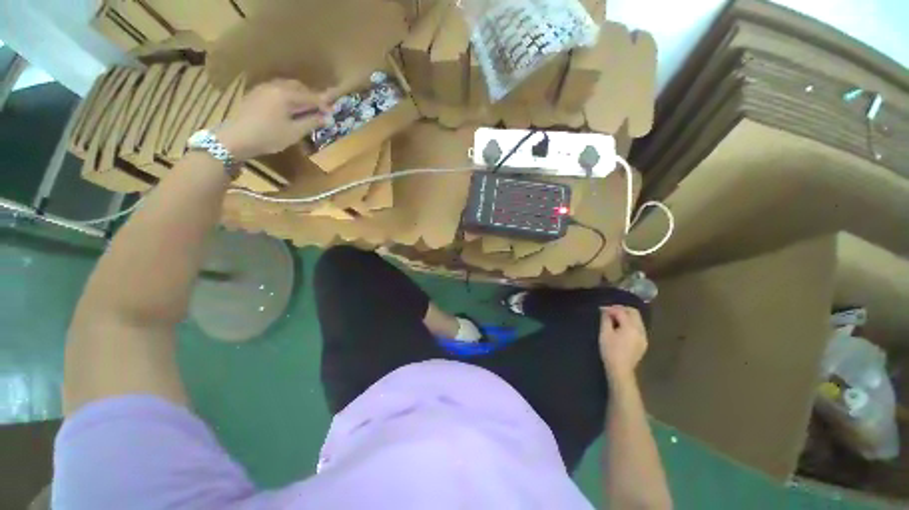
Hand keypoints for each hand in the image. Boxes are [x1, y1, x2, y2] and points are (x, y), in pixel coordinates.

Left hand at [217, 79, 332, 159]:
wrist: (236, 138)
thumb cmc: (268, 136)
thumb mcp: (294, 132)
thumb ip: (311, 122)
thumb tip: (326, 118)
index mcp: (285, 94)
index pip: (310, 96)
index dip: (322, 104)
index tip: (332, 112)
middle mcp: (274, 86)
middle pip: (297, 86)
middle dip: (310, 96)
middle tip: (318, 110)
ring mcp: (263, 89)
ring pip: (286, 87)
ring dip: (298, 95)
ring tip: (304, 109)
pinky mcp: (255, 94)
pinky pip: (276, 90)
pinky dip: (287, 96)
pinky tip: (288, 108)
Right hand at [598, 306, 647, 378]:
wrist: (621, 370)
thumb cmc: (610, 351)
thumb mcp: (605, 333)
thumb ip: (606, 319)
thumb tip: (605, 311)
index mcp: (631, 327)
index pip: (622, 311)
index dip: (611, 308)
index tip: (601, 309)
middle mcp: (640, 330)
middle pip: (633, 312)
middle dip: (621, 309)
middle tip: (609, 311)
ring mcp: (643, 336)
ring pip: (637, 319)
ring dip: (626, 315)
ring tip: (614, 318)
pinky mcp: (643, 342)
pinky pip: (638, 327)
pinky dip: (630, 323)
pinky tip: (621, 327)